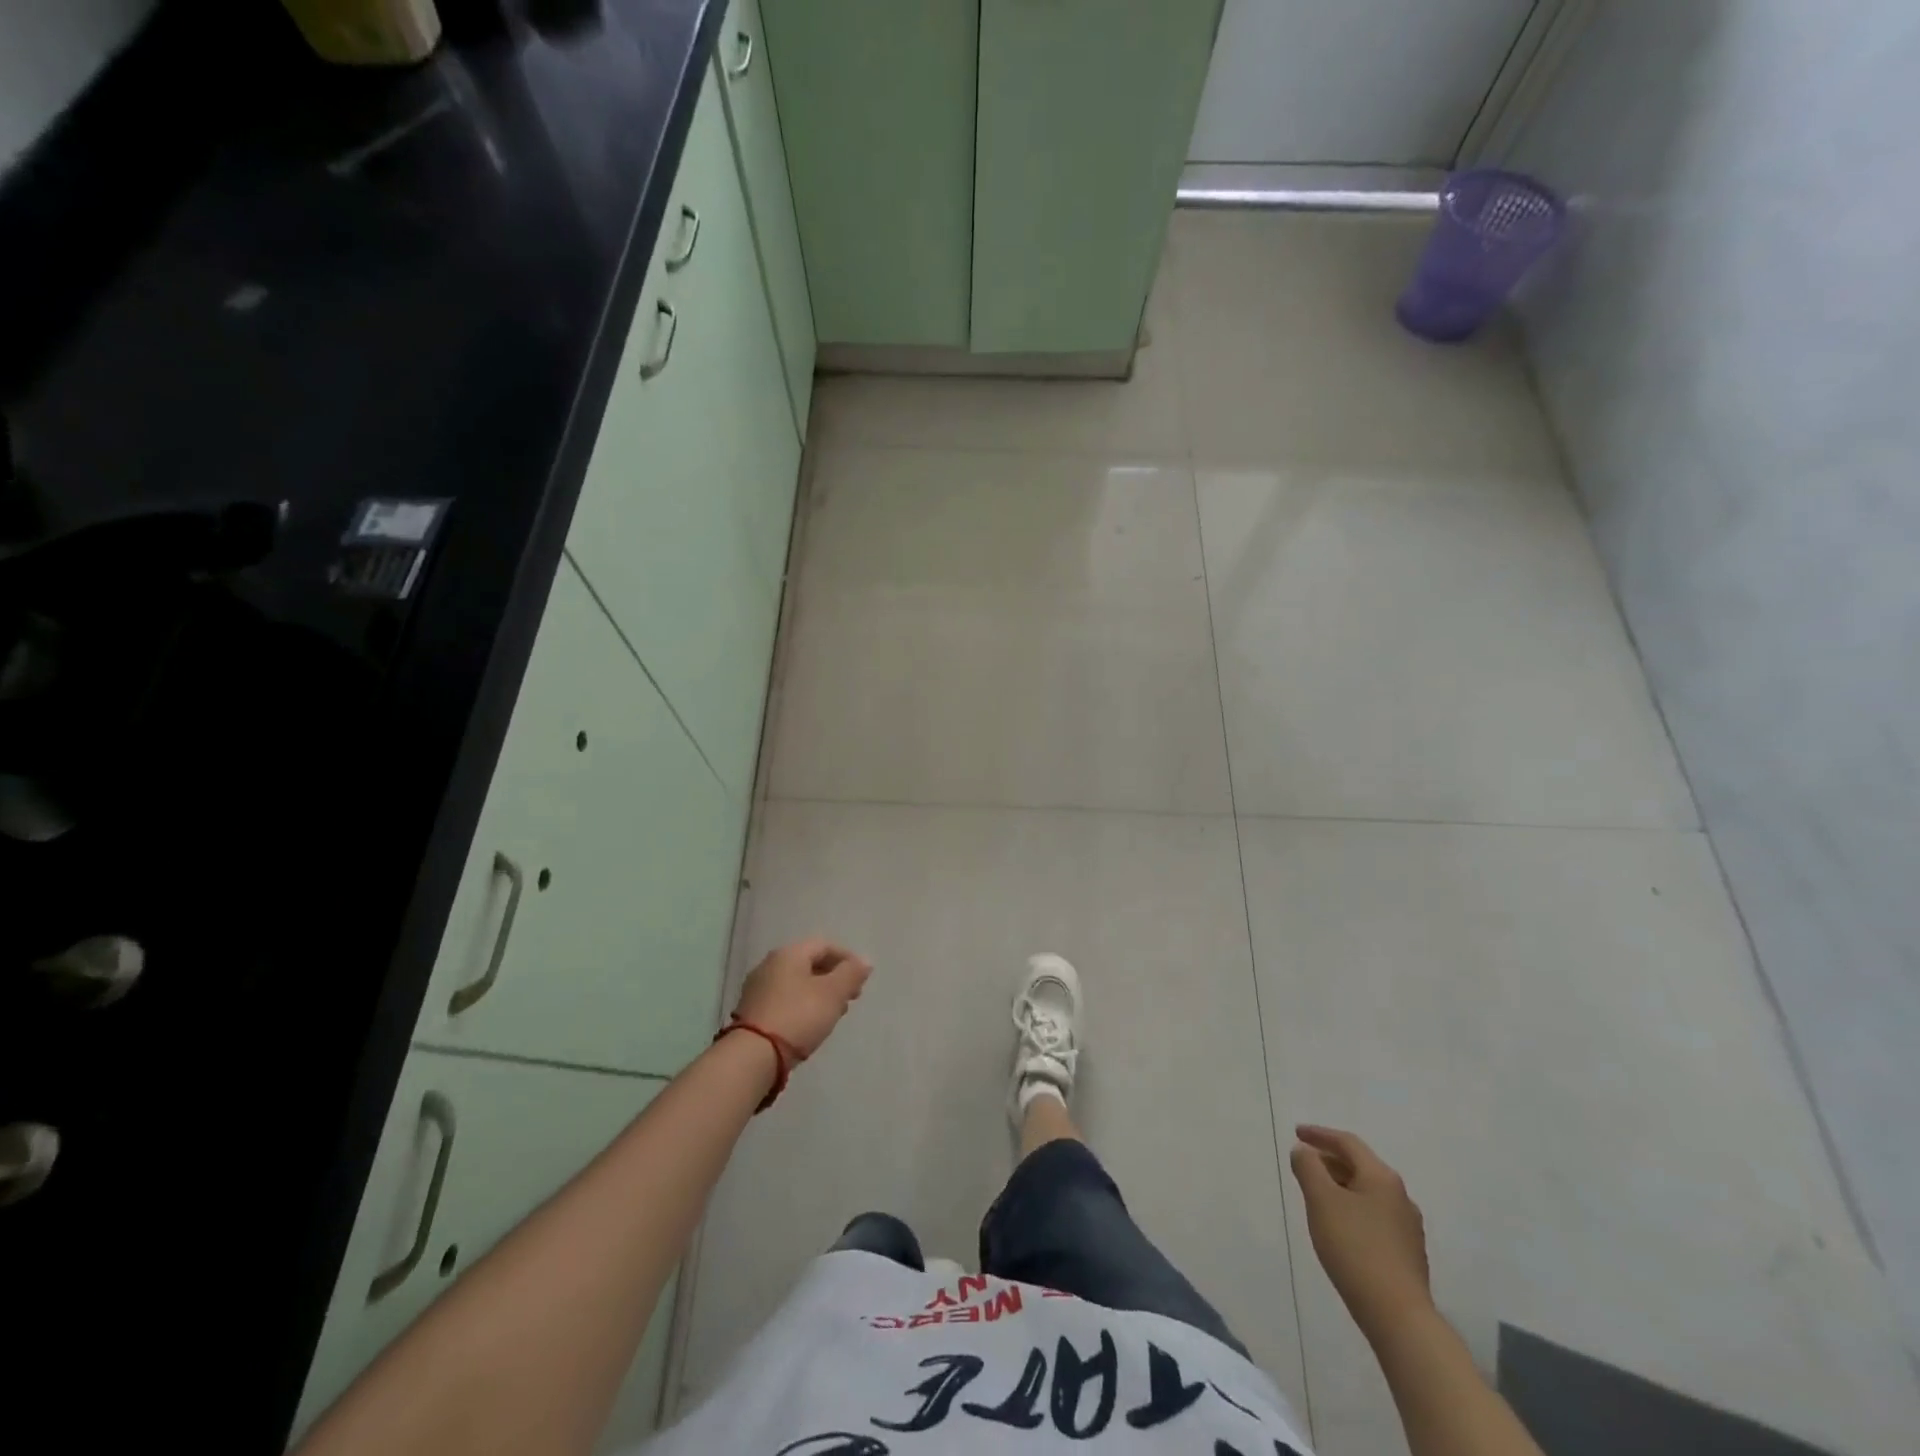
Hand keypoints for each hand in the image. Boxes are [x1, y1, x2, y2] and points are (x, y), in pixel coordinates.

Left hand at [732, 938, 871, 1058]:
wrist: (752, 1056)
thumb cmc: (798, 1016)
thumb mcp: (833, 993)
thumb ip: (851, 974)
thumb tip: (865, 961)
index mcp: (789, 953)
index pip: (824, 945)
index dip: (847, 959)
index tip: (862, 980)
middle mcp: (770, 964)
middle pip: (809, 963)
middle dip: (833, 977)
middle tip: (850, 998)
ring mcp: (757, 988)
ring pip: (797, 983)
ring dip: (818, 993)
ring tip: (833, 1014)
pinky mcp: (752, 1012)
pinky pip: (784, 1000)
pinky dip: (802, 1006)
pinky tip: (810, 1025)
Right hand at [1290, 1124, 1432, 1342]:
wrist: (1399, 1317)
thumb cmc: (1355, 1249)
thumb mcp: (1321, 1200)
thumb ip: (1308, 1167)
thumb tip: (1304, 1151)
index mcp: (1381, 1177)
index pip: (1347, 1143)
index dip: (1319, 1134)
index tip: (1296, 1133)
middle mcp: (1400, 1196)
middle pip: (1360, 1166)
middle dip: (1329, 1160)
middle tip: (1303, 1164)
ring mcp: (1408, 1226)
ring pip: (1367, 1192)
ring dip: (1341, 1185)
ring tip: (1317, 1194)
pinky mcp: (1408, 1252)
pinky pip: (1374, 1215)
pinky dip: (1352, 1208)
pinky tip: (1340, 1226)